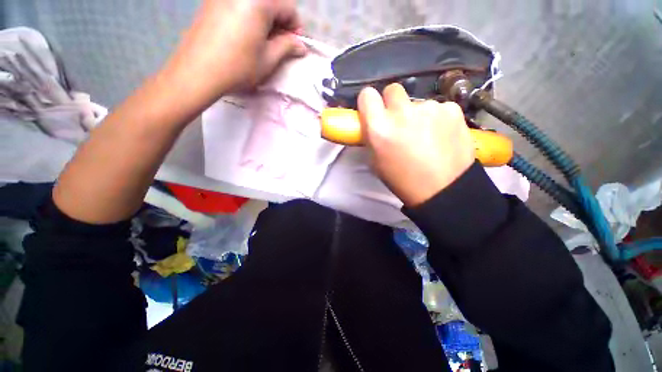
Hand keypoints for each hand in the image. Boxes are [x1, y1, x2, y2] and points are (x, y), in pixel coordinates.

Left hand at [165, 0, 306, 107]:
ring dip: (265, 20)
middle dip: (280, 23)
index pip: (289, 7)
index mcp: (259, 0)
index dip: (295, 28)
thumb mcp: (269, 59)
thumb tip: (301, 45)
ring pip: (255, 3)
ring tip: (263, 41)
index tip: (294, 45)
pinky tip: (246, 35)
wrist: (198, 71)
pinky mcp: (211, 2)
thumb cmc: (239, 66)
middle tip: (279, 44)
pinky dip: (249, 16)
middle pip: (271, 2)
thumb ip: (287, 47)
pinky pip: (239, 4)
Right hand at [358, 83, 475, 206]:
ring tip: (425, 136)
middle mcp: (402, 112)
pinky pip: (438, 108)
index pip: (367, 95)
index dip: (369, 101)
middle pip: (393, 90)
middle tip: (399, 121)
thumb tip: (372, 121)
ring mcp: (429, 108)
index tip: (374, 109)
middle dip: (393, 103)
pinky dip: (437, 118)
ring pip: (417, 102)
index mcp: (379, 128)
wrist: (443, 189)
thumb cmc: (402, 179)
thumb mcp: (376, 161)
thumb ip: (372, 136)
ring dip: (417, 114)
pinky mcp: (452, 109)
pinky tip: (441, 135)